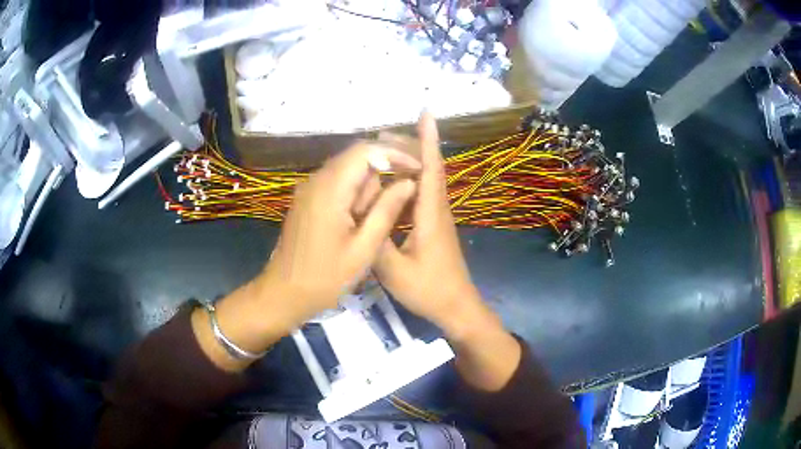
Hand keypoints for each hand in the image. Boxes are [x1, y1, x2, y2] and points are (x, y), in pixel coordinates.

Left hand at [192, 141, 419, 371]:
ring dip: (368, 185)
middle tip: (405, 193)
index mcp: (330, 190)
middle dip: (383, 169)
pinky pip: (336, 183)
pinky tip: (361, 218)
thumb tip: (409, 182)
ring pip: (347, 169)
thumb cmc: (325, 278)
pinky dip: (355, 193)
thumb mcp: (364, 249)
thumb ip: (387, 210)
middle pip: (356, 156)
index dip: (395, 153)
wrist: (284, 293)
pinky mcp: (307, 199)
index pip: (365, 151)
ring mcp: (309, 189)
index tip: (417, 167)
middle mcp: (316, 180)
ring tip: (375, 219)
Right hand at [373, 113, 483, 336]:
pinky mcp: (435, 227)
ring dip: (411, 161)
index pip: (431, 169)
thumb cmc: (429, 290)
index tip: (426, 114)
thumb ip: (375, 242)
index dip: (429, 140)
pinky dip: (410, 180)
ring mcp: (438, 218)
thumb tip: (358, 216)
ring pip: (428, 180)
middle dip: (412, 145)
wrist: (456, 307)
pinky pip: (423, 194)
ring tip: (385, 151)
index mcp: (430, 216)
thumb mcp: (394, 271)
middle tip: (383, 134)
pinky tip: (393, 182)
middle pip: (430, 168)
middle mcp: (438, 210)